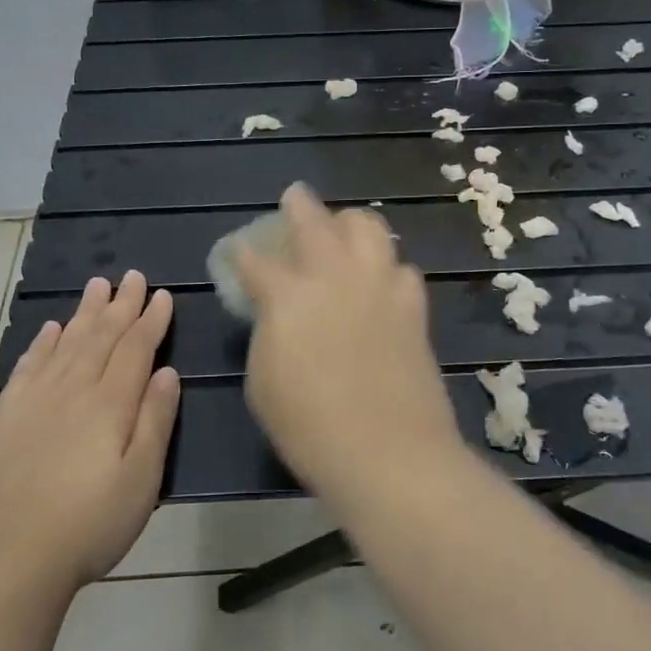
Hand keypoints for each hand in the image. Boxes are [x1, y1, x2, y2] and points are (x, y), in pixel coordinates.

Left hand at [0, 271, 179, 588]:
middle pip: (101, 336)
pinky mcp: (8, 417)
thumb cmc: (90, 522)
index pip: (135, 348)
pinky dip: (43, 343)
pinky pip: (29, 365)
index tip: (162, 295)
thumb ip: (155, 420)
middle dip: (120, 304)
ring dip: (84, 312)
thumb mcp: (142, 479)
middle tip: (132, 276)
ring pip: (66, 342)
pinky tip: (51, 328)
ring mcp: (36, 400)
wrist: (10, 555)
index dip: (151, 320)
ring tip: (96, 285)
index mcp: (110, 403)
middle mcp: (73, 389)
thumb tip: (166, 373)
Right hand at [235, 184, 461, 497]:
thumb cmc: (309, 428)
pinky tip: (382, 278)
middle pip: (315, 222)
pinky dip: (387, 265)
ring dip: (350, 222)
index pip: (256, 261)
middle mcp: (334, 276)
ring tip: (344, 228)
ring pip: (369, 227)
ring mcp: (379, 285)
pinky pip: (402, 267)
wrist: (388, 452)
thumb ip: (267, 334)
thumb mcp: (263, 382)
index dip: (242, 253)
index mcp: (288, 296)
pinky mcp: (412, 305)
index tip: (237, 250)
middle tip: (294, 197)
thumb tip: (275, 313)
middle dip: (299, 205)